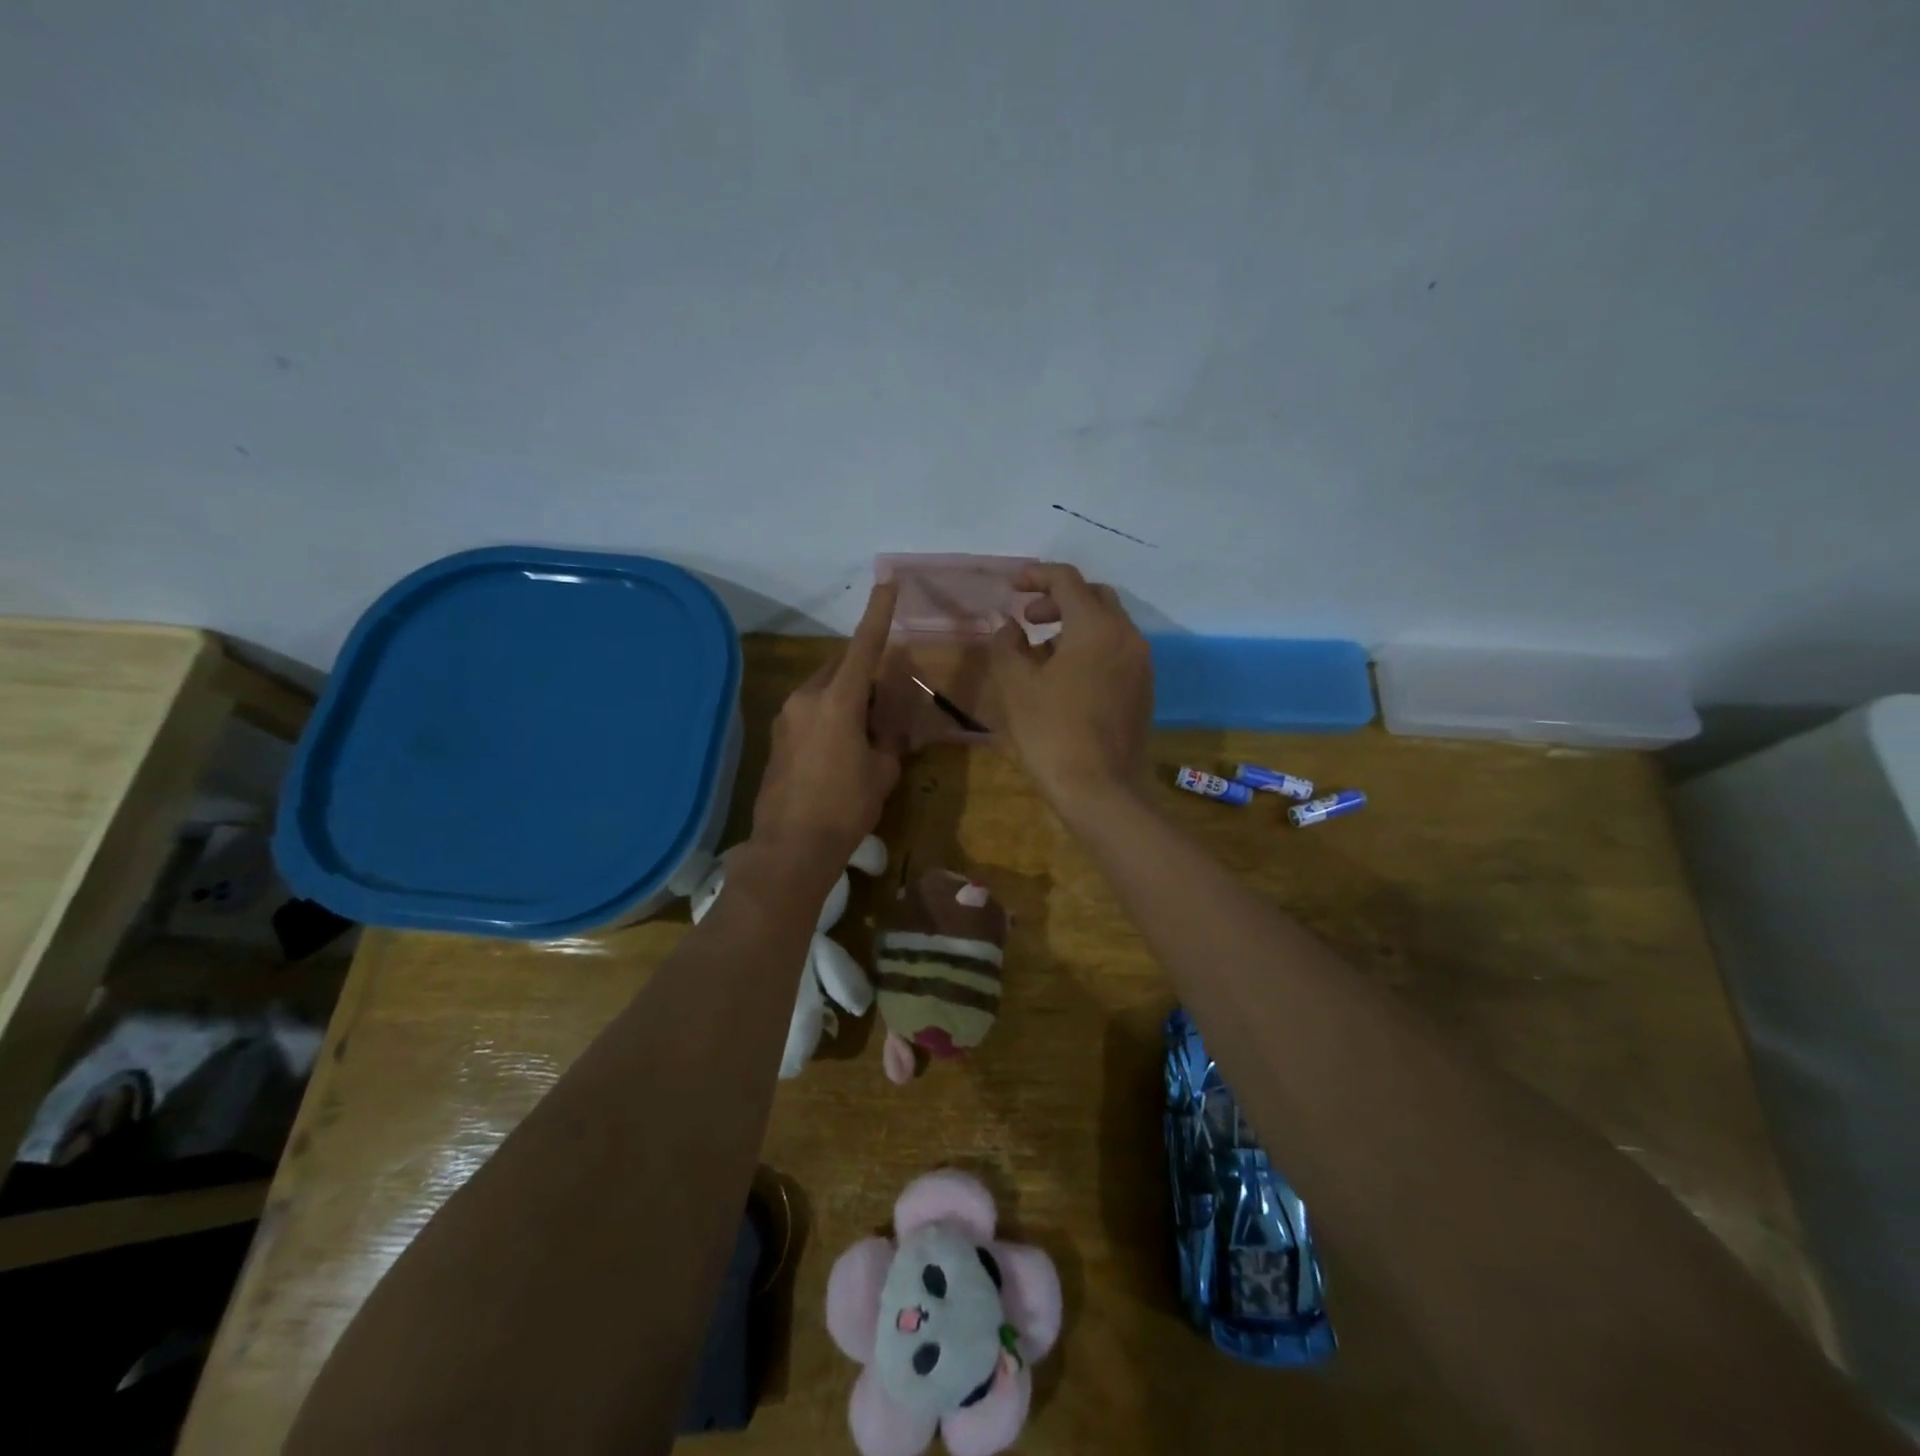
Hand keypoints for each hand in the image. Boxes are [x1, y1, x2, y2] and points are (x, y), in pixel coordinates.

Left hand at [749, 582, 902, 876]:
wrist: (791, 848)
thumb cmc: (846, 808)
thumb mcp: (882, 771)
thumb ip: (888, 736)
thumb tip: (887, 722)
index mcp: (837, 701)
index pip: (863, 646)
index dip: (878, 612)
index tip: (888, 580)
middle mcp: (806, 698)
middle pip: (840, 667)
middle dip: (865, 672)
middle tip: (887, 700)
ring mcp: (786, 717)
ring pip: (824, 688)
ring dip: (847, 696)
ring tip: (867, 730)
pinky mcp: (777, 737)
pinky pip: (810, 710)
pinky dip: (830, 714)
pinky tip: (842, 747)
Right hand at [990, 563, 1152, 812]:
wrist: (1101, 790)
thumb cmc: (1052, 733)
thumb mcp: (1017, 687)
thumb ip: (1007, 645)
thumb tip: (1008, 625)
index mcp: (1096, 627)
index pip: (1067, 581)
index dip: (1037, 576)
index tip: (1013, 586)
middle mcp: (1126, 636)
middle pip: (1094, 597)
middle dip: (1059, 600)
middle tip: (1028, 619)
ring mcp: (1140, 664)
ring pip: (1108, 625)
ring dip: (1075, 624)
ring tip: (1041, 651)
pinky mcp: (1143, 689)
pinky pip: (1117, 651)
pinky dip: (1091, 647)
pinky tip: (1066, 676)